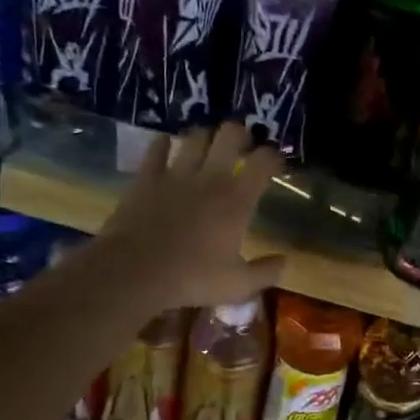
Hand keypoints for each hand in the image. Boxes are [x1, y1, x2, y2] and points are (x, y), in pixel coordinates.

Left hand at [93, 123, 287, 311]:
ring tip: (208, 145)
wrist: (134, 272)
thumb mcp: (237, 285)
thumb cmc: (191, 278)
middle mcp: (211, 178)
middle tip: (242, 147)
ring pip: (196, 136)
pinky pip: (157, 148)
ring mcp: (176, 174)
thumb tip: (285, 261)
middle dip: (240, 135)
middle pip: (231, 134)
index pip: (264, 161)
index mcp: (237, 200)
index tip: (276, 163)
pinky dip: (163, 144)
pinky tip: (166, 146)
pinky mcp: (147, 177)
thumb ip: (266, 272)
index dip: (274, 156)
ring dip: (205, 136)